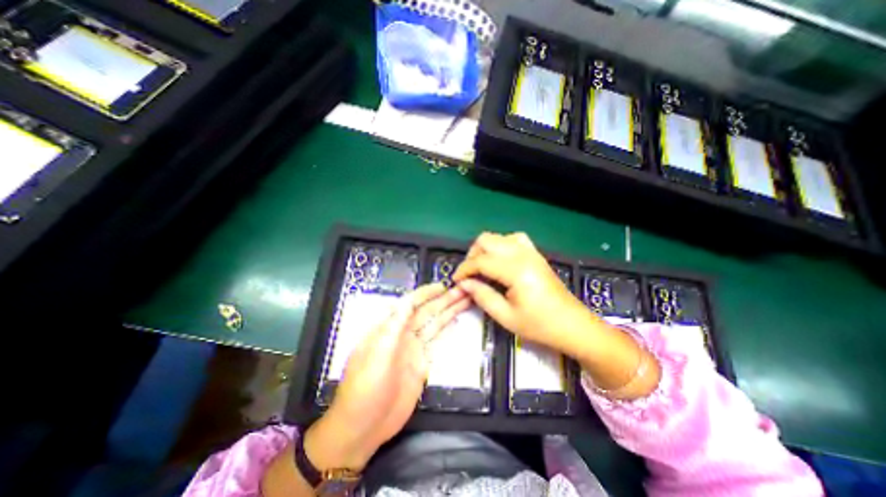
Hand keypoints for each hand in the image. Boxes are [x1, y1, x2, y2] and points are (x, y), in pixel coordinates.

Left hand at [305, 282, 469, 471]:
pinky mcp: (421, 363)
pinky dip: (446, 330)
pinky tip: (455, 321)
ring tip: (465, 300)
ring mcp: (413, 348)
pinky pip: (436, 341)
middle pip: (426, 312)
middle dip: (444, 300)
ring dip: (448, 312)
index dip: (426, 294)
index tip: (443, 286)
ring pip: (434, 324)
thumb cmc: (365, 389)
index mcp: (388, 328)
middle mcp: (403, 334)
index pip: (410, 304)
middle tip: (463, 289)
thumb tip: (407, 301)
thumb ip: (393, 328)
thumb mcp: (377, 356)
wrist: (364, 427)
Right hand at [453, 231, 590, 352]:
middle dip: (472, 255)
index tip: (455, 280)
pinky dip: (501, 246)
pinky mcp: (536, 254)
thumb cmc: (540, 325)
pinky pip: (514, 239)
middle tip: (469, 274)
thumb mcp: (506, 317)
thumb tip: (464, 283)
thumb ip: (482, 296)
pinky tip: (500, 261)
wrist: (573, 325)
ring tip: (482, 267)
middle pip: (487, 240)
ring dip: (486, 249)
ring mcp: (531, 252)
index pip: (481, 261)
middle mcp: (523, 255)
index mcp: (516, 270)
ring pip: (499, 237)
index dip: (464, 269)